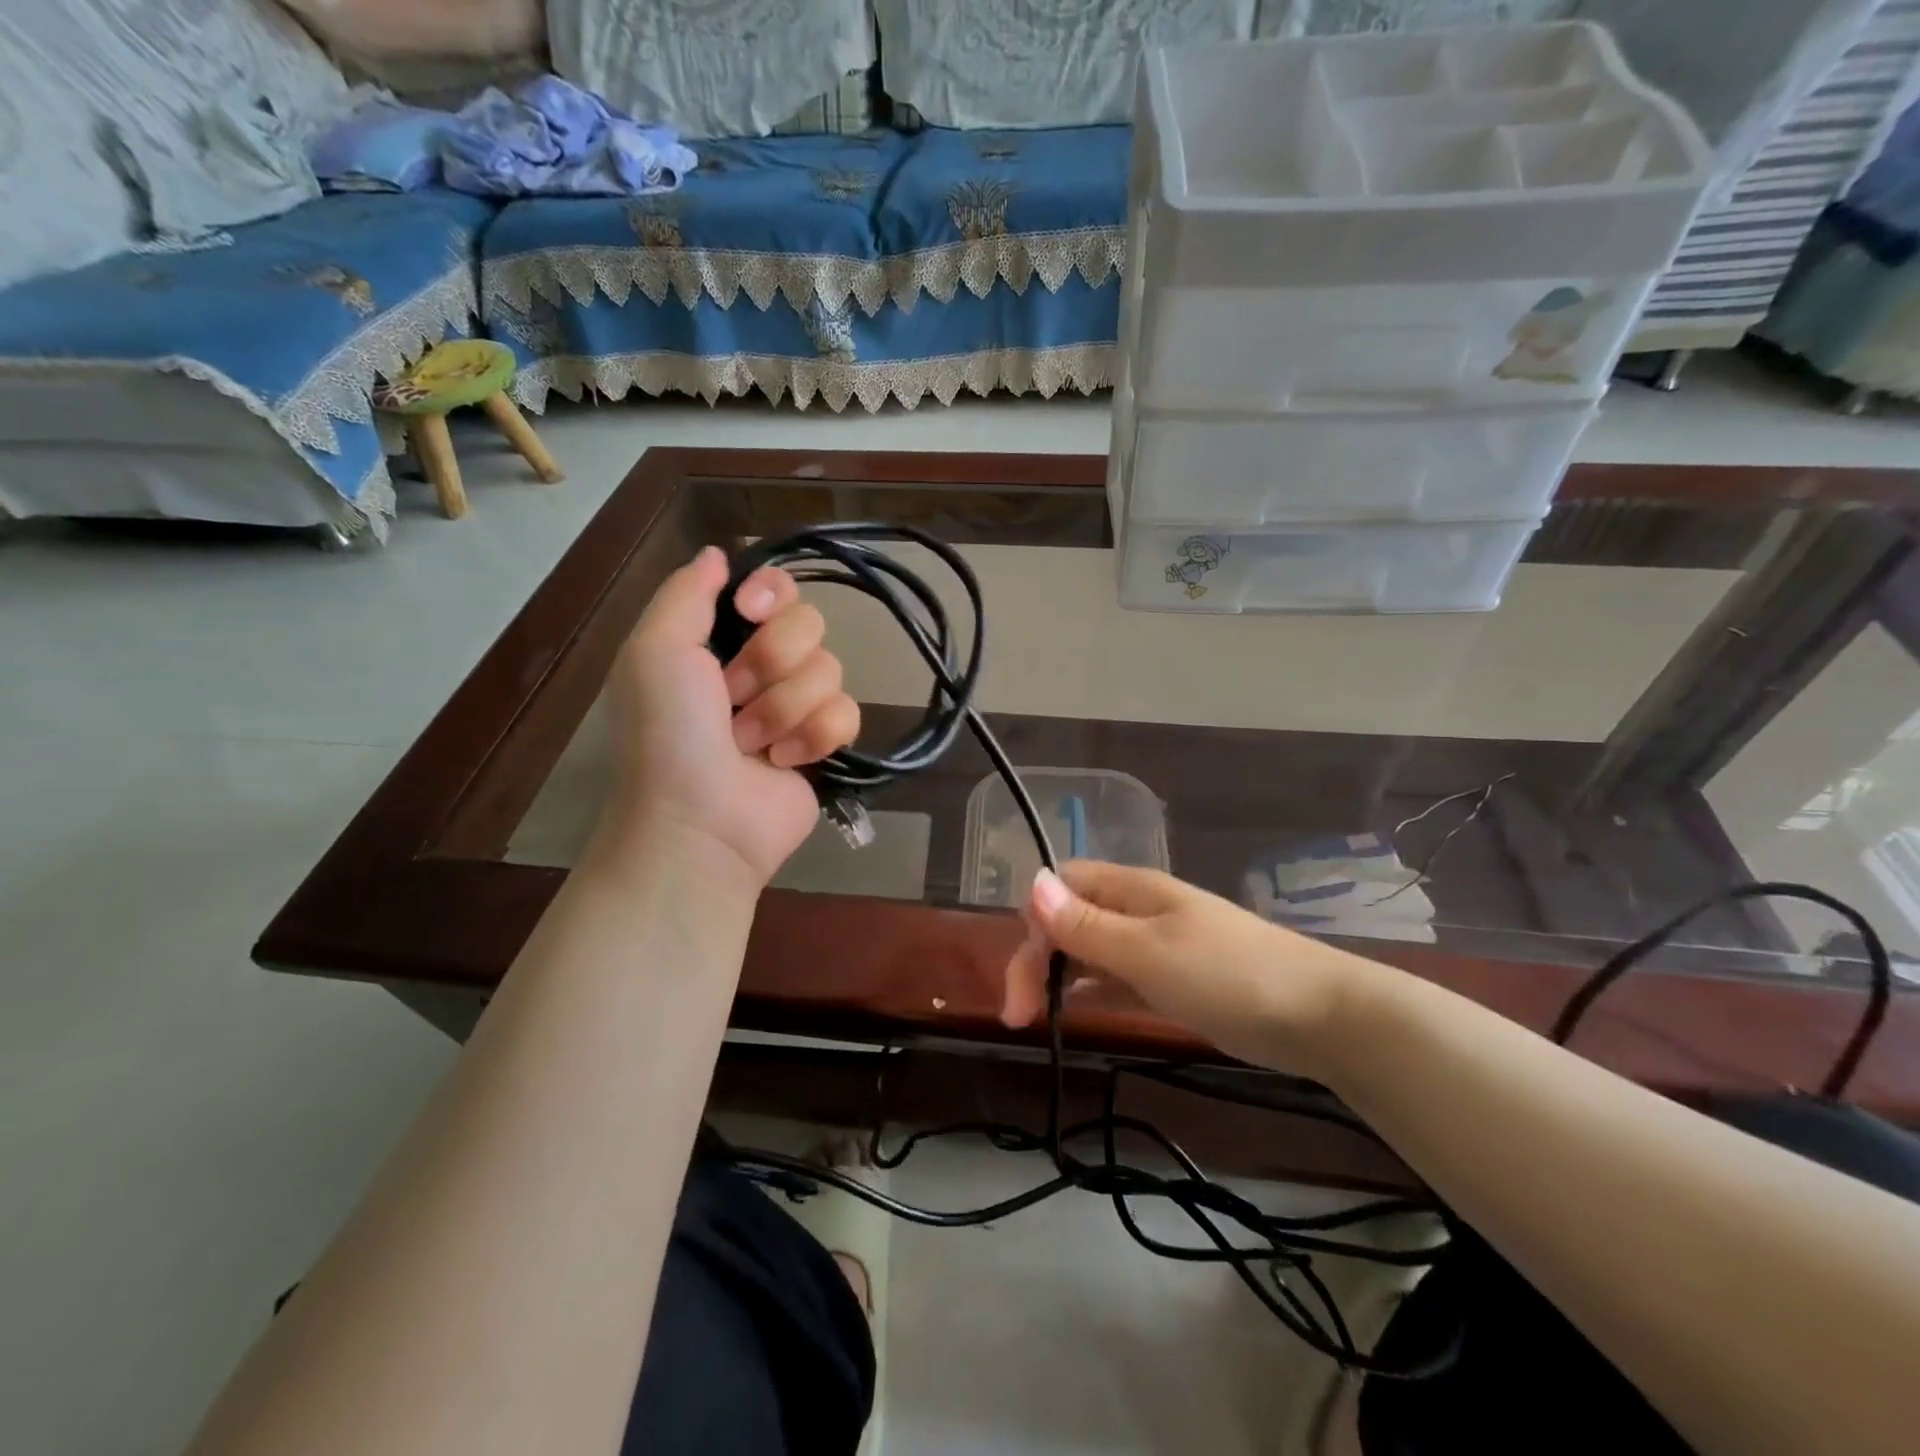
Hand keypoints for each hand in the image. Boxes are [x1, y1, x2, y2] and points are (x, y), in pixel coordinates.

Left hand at [600, 546, 860, 889]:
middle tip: (732, 699)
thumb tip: (719, 554)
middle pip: (809, 626)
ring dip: (783, 709)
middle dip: (770, 664)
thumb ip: (686, 594)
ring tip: (751, 744)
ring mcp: (796, 708)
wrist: (698, 824)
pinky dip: (814, 738)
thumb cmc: (667, 735)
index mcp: (720, 641)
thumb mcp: (655, 652)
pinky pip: (847, 713)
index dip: (772, 594)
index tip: (749, 613)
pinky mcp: (824, 745)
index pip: (774, 588)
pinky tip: (784, 763)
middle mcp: (762, 668)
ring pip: (829, 671)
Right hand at [1001, 861, 1379, 1080]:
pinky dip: (1092, 989)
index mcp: (1130, 889)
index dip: (1033, 922)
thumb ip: (1087, 925)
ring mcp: (1156, 943)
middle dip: (1037, 957)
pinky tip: (1076, 1011)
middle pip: (1068, 918)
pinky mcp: (1172, 977)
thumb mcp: (1148, 951)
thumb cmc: (1228, 974)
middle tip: (1019, 1014)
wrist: (1318, 1014)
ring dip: (1059, 975)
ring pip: (1090, 948)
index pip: (1060, 885)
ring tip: (1036, 1018)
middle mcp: (1136, 909)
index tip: (1024, 978)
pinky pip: (1117, 975)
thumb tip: (1031, 883)